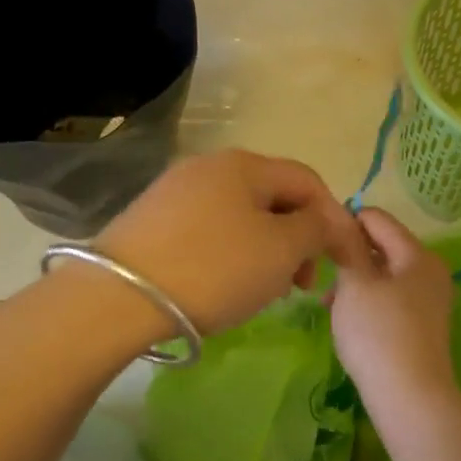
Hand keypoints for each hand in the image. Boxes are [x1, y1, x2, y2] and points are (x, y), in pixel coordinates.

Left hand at [95, 150, 371, 334]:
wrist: (120, 296)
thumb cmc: (214, 269)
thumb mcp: (280, 250)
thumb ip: (315, 228)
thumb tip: (328, 219)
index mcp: (244, 164)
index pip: (307, 181)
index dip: (333, 218)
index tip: (340, 262)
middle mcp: (209, 166)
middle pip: (272, 196)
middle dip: (297, 238)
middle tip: (300, 284)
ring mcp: (175, 191)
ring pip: (241, 216)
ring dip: (265, 248)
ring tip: (264, 290)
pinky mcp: (152, 220)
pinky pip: (209, 230)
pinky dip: (231, 253)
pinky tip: (224, 284)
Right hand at [330, 208, 458, 412]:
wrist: (410, 398)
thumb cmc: (378, 333)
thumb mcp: (354, 283)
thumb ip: (346, 244)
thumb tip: (339, 218)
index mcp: (418, 254)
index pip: (376, 218)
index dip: (345, 221)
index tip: (317, 239)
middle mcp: (430, 271)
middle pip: (382, 245)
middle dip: (348, 254)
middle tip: (319, 273)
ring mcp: (429, 299)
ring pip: (383, 273)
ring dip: (354, 280)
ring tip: (327, 302)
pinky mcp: (422, 324)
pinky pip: (389, 297)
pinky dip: (366, 299)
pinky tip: (347, 318)